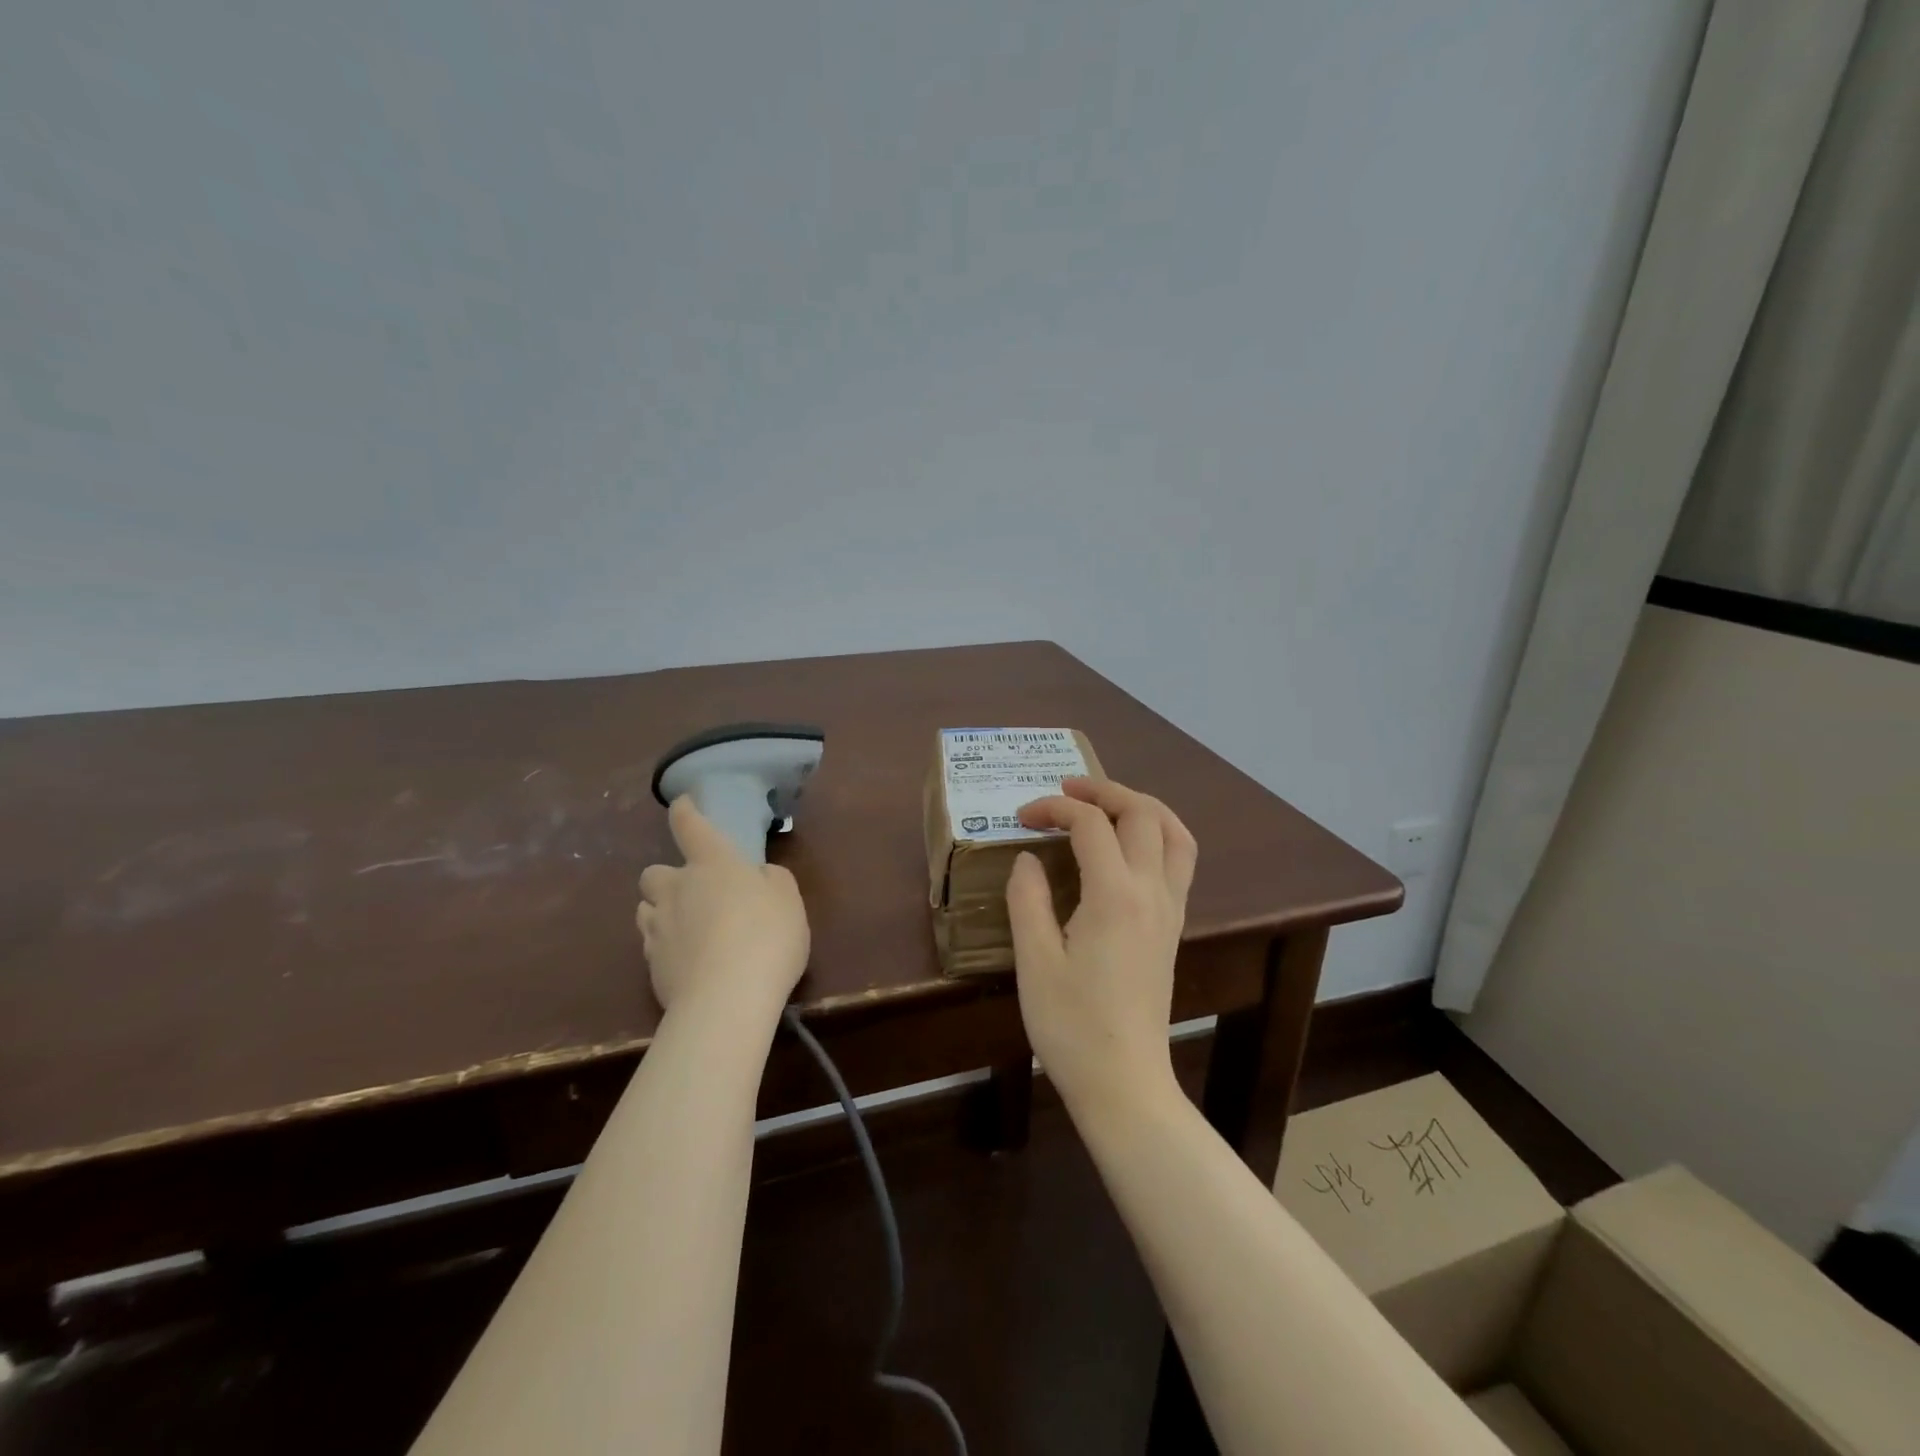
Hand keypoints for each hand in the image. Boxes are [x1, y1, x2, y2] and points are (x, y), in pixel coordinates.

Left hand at [636, 797, 809, 1020]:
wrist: (726, 1000)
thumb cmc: (766, 937)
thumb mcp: (788, 899)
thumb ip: (773, 879)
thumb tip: (758, 875)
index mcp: (713, 863)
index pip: (689, 825)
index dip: (684, 811)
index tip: (682, 804)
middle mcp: (677, 888)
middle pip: (652, 872)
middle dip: (667, 878)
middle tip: (693, 893)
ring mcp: (658, 927)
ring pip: (645, 908)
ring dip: (661, 911)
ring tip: (686, 928)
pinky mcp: (649, 965)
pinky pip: (650, 943)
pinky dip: (664, 945)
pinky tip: (686, 960)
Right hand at [1005, 777, 1197, 1113]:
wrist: (1124, 1081)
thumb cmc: (1072, 1026)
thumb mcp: (1034, 962)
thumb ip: (1028, 900)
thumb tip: (1029, 858)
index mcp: (1114, 896)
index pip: (1090, 824)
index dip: (1054, 808)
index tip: (1022, 817)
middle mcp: (1151, 892)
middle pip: (1142, 813)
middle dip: (1103, 790)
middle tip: (1065, 790)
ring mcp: (1170, 909)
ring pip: (1174, 832)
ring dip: (1140, 806)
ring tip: (1104, 804)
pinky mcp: (1173, 927)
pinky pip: (1180, 860)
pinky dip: (1158, 833)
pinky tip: (1128, 846)